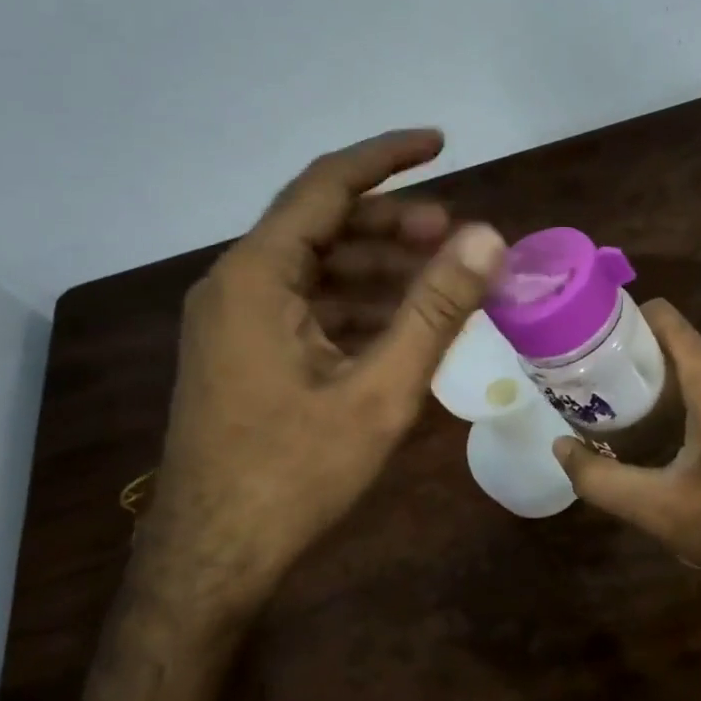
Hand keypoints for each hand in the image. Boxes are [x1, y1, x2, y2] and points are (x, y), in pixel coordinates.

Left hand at [147, 128, 505, 589]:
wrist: (212, 558)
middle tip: (458, 236)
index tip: (441, 142)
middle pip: (323, 226)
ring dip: (380, 269)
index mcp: (256, 277)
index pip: (326, 186)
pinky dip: (357, 306)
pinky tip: (402, 328)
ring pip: (318, 269)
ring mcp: (235, 321)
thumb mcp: (379, 390)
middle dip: (394, 224)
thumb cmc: (294, 474)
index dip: (387, 157)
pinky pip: (307, 308)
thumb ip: (434, 309)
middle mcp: (236, 285)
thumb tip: (487, 236)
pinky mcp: (243, 353)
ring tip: (442, 283)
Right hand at [550, 298, 700, 611]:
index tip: (586, 339)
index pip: (664, 318)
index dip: (622, 318)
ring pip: (686, 364)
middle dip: (627, 353)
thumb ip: (599, 479)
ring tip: (607, 402)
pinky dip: (671, 394)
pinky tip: (645, 426)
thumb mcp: (656, 509)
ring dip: (648, 377)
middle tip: (586, 379)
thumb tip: (560, 446)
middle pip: (670, 340)